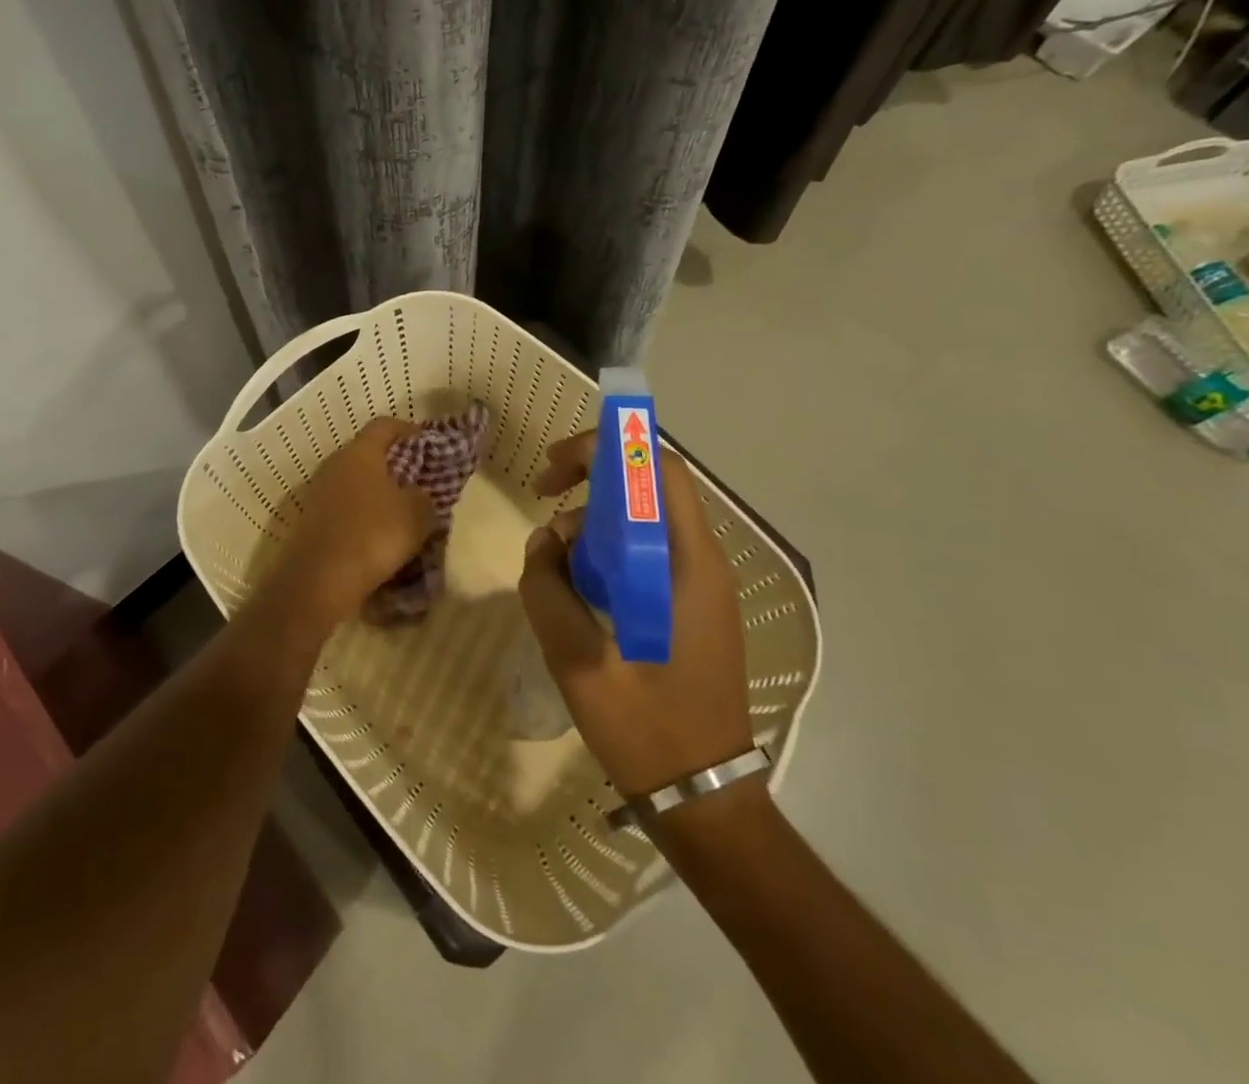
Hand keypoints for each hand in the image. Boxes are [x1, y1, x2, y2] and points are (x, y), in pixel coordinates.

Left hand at [268, 418, 433, 625]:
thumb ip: (424, 496)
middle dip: (393, 464)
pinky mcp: (310, 519)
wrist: (319, 579)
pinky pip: (342, 507)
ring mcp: (317, 492)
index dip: (408, 430)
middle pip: (366, 453)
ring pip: (353, 482)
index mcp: (360, 452)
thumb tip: (417, 494)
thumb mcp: (417, 514)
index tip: (428, 442)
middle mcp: (334, 464)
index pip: (385, 425)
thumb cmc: (373, 535)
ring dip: (375, 492)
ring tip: (399, 510)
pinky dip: (360, 514)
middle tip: (417, 479)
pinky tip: (376, 534)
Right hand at [519, 432, 753, 798]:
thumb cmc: (648, 728)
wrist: (705, 798)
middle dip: (593, 478)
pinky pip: (647, 553)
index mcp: (688, 565)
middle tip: (545, 496)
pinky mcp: (691, 607)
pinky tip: (580, 586)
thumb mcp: (579, 660)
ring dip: (596, 520)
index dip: (606, 449)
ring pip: (645, 520)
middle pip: (651, 487)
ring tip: (556, 560)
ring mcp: (701, 586)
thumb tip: (543, 542)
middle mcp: (703, 563)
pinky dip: (608, 550)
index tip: (555, 469)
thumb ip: (549, 590)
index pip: (659, 470)